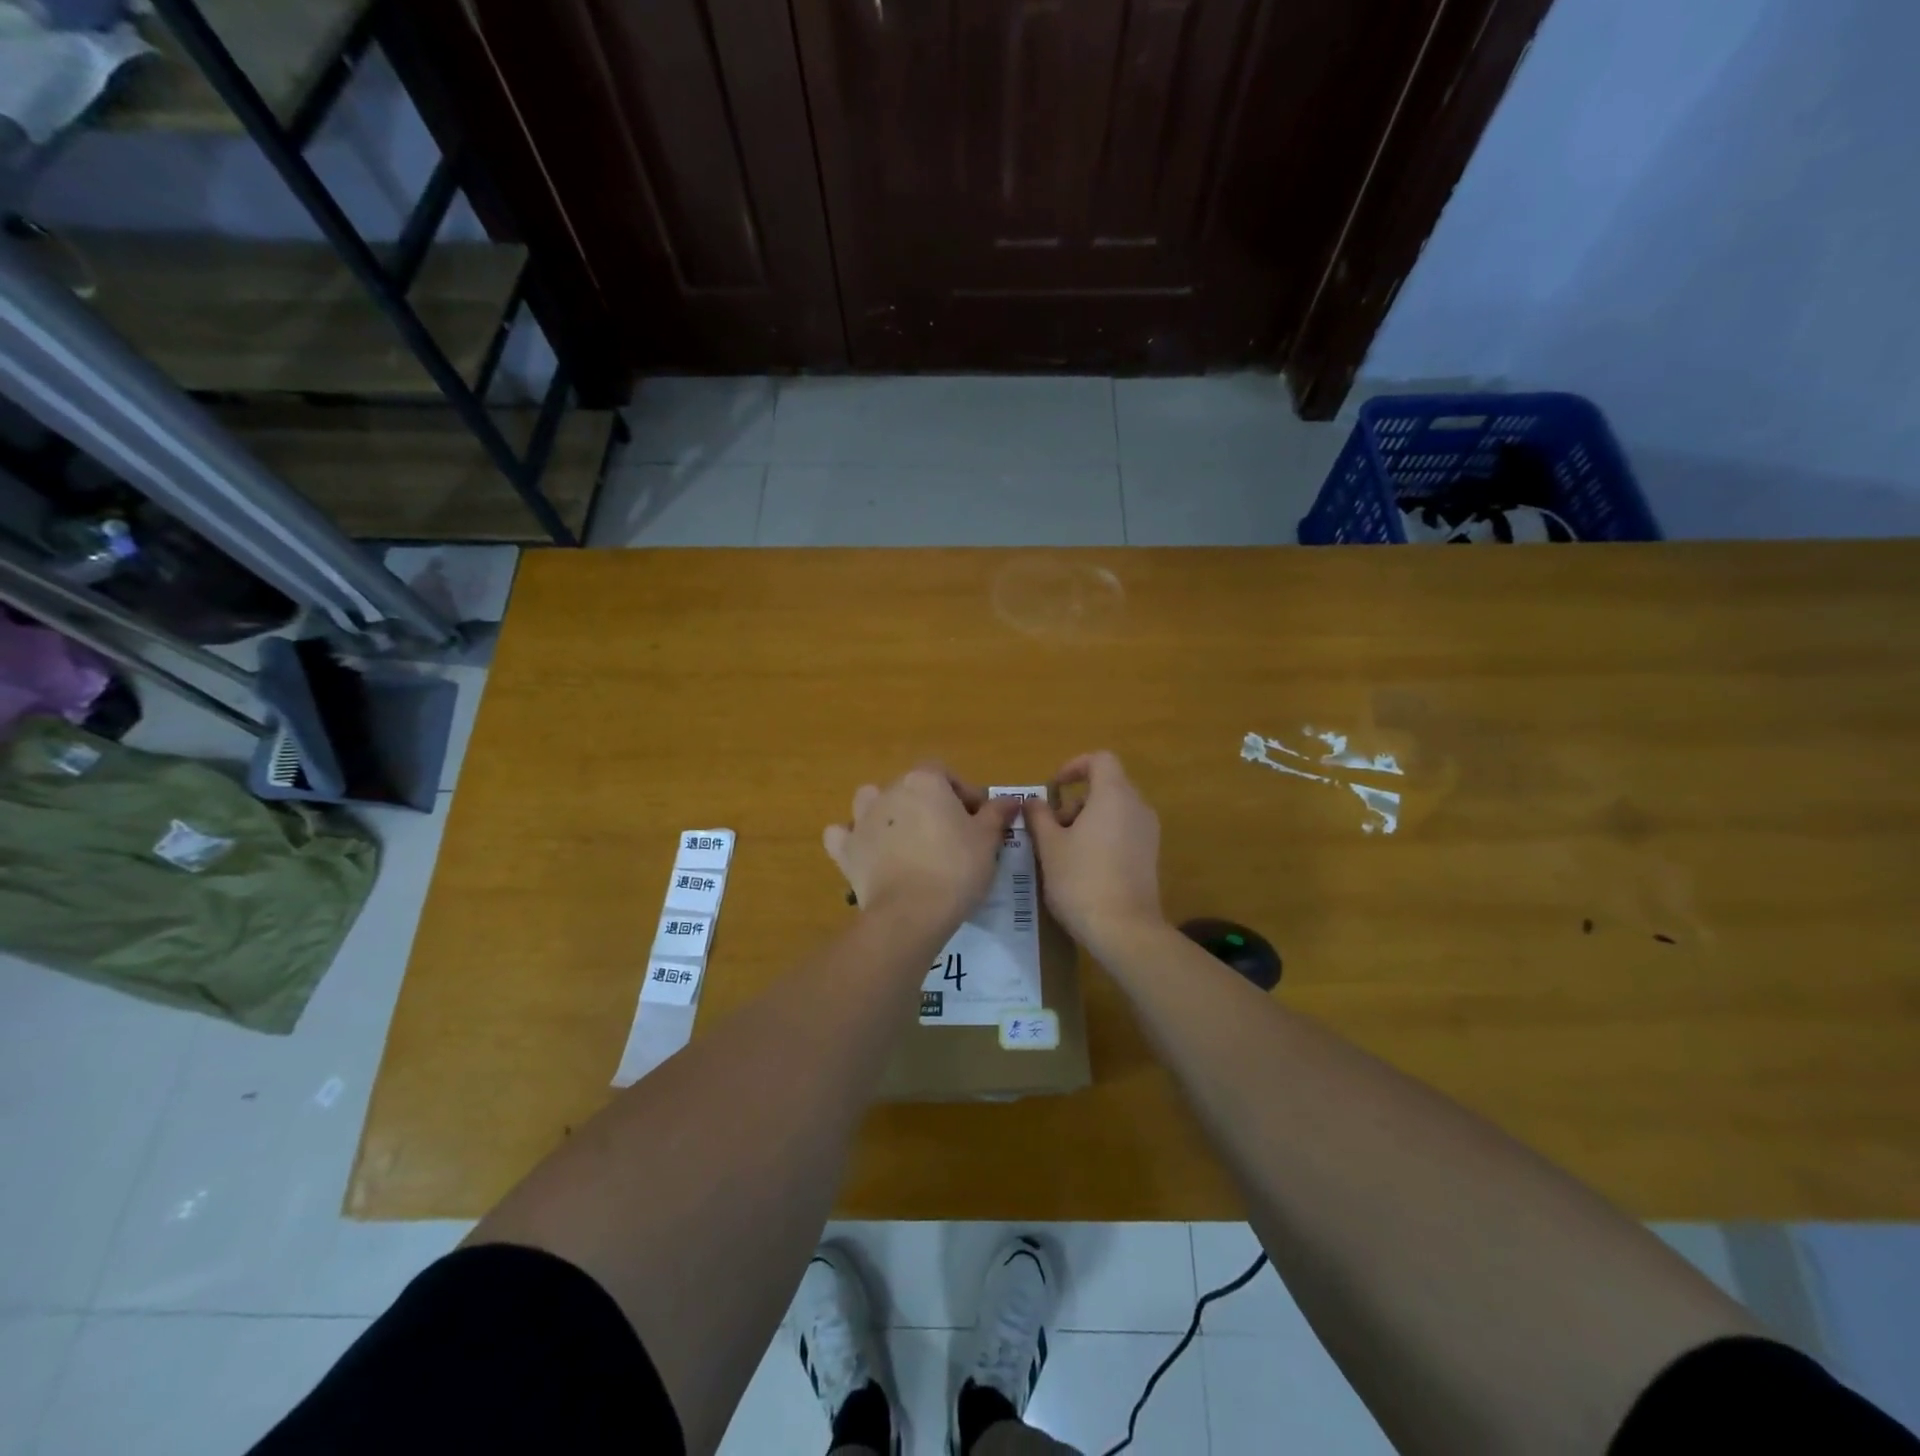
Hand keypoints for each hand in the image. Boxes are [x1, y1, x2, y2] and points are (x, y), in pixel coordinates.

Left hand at [823, 765, 1022, 930]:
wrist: (911, 912)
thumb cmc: (956, 868)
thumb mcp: (987, 840)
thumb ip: (997, 814)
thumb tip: (1012, 799)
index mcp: (924, 781)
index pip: (946, 774)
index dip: (963, 795)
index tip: (978, 820)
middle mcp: (889, 791)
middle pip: (911, 789)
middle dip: (929, 806)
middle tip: (950, 836)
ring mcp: (862, 819)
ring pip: (871, 802)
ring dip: (886, 814)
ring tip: (906, 840)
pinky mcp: (846, 850)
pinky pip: (842, 835)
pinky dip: (852, 840)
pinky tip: (866, 853)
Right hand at [1025, 751, 1164, 953]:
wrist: (1124, 930)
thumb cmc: (1081, 880)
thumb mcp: (1049, 846)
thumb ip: (1039, 817)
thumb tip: (1033, 801)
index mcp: (1114, 795)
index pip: (1100, 760)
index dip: (1074, 766)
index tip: (1053, 788)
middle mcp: (1138, 807)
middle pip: (1106, 786)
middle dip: (1075, 801)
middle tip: (1051, 829)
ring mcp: (1148, 833)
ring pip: (1114, 811)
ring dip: (1087, 820)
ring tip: (1063, 851)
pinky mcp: (1150, 856)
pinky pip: (1124, 831)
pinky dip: (1102, 836)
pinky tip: (1083, 867)